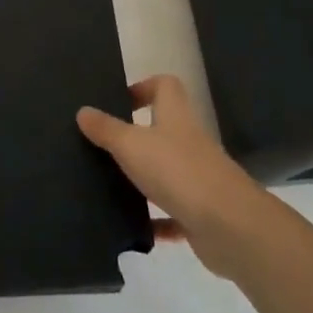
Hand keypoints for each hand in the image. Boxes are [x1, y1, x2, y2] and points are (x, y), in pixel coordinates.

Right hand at [78, 75, 268, 277]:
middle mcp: (188, 142)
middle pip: (163, 129)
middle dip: (135, 136)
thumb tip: (83, 110)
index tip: (117, 102)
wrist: (229, 226)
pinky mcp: (200, 212)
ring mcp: (197, 178)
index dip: (143, 87)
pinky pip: (172, 213)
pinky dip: (156, 220)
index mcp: (175, 117)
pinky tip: (133, 226)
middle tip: (102, 146)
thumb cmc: (177, 172)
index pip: (165, 86)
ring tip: (108, 185)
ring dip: (143, 179)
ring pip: (165, 171)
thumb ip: (107, 129)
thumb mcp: (132, 145)